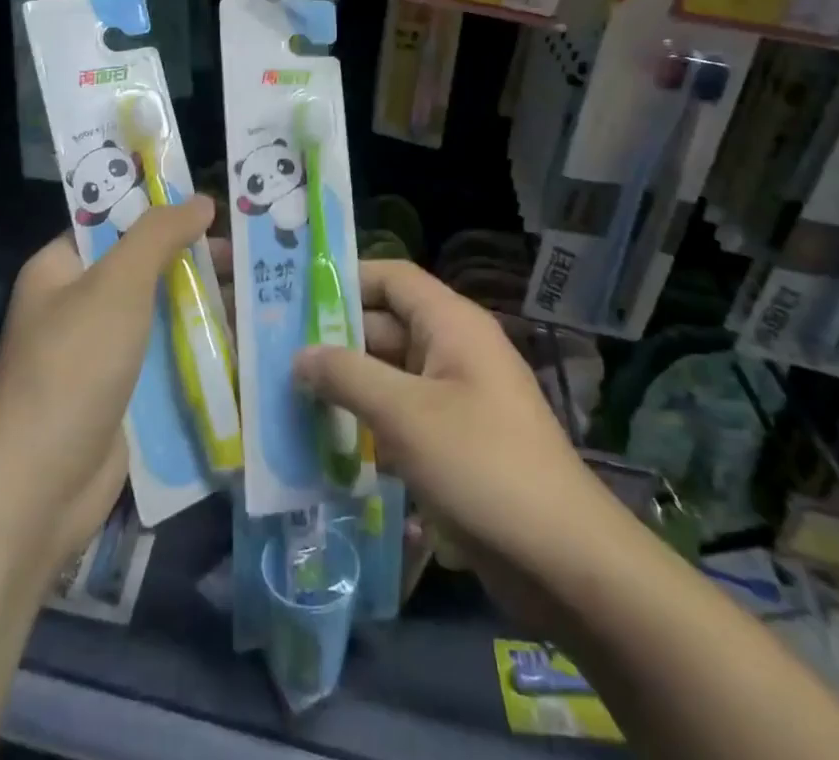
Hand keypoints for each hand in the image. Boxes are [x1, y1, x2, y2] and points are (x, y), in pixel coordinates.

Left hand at [0, 198, 215, 573]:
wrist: (41, 488)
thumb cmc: (74, 368)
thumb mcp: (117, 285)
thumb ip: (159, 236)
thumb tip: (201, 201)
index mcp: (60, 268)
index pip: (113, 222)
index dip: (161, 209)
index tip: (214, 206)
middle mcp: (77, 304)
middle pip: (145, 267)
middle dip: (194, 259)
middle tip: (250, 253)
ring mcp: (101, 352)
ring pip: (161, 313)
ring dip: (204, 304)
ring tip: (261, 292)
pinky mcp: (123, 393)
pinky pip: (167, 356)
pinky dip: (200, 347)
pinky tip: (246, 340)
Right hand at [293, 260, 613, 588]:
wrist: (564, 561)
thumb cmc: (481, 465)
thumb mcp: (405, 415)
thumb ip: (347, 376)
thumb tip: (299, 355)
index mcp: (451, 324)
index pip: (391, 278)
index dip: (345, 279)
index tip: (294, 296)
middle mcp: (453, 350)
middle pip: (385, 326)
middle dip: (335, 340)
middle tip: (274, 354)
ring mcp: (455, 397)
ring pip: (389, 375)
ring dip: (346, 386)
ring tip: (287, 397)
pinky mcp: (454, 441)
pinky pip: (402, 416)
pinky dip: (368, 423)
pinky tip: (325, 444)